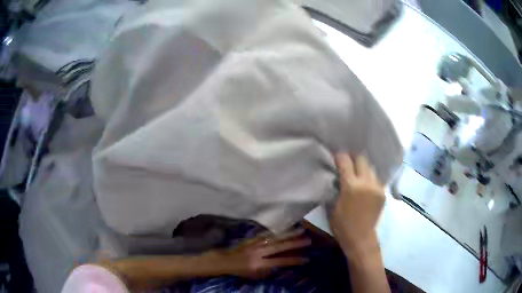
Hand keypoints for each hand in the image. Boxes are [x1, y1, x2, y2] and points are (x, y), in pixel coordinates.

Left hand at [213, 229, 310, 278]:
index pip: (280, 261)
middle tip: (308, 240)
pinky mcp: (253, 238)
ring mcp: (256, 243)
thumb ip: (270, 270)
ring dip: (289, 234)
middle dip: (295, 243)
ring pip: (275, 237)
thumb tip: (284, 263)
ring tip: (301, 230)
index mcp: (259, 264)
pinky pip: (268, 234)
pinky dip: (278, 231)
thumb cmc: (241, 271)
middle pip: (279, 246)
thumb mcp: (255, 275)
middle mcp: (259, 252)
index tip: (306, 258)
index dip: (293, 260)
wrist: (226, 260)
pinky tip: (286, 228)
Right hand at [329, 153, 384, 254]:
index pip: (346, 162)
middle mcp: (366, 183)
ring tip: (358, 172)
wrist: (361, 237)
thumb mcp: (333, 206)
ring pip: (371, 168)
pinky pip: (376, 178)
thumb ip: (337, 188)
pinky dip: (370, 178)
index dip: (340, 156)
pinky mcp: (383, 192)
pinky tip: (365, 184)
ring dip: (363, 168)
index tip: (337, 155)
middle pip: (362, 159)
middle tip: (348, 161)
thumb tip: (338, 176)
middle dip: (354, 158)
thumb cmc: (342, 225)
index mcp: (351, 187)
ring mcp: (377, 187)